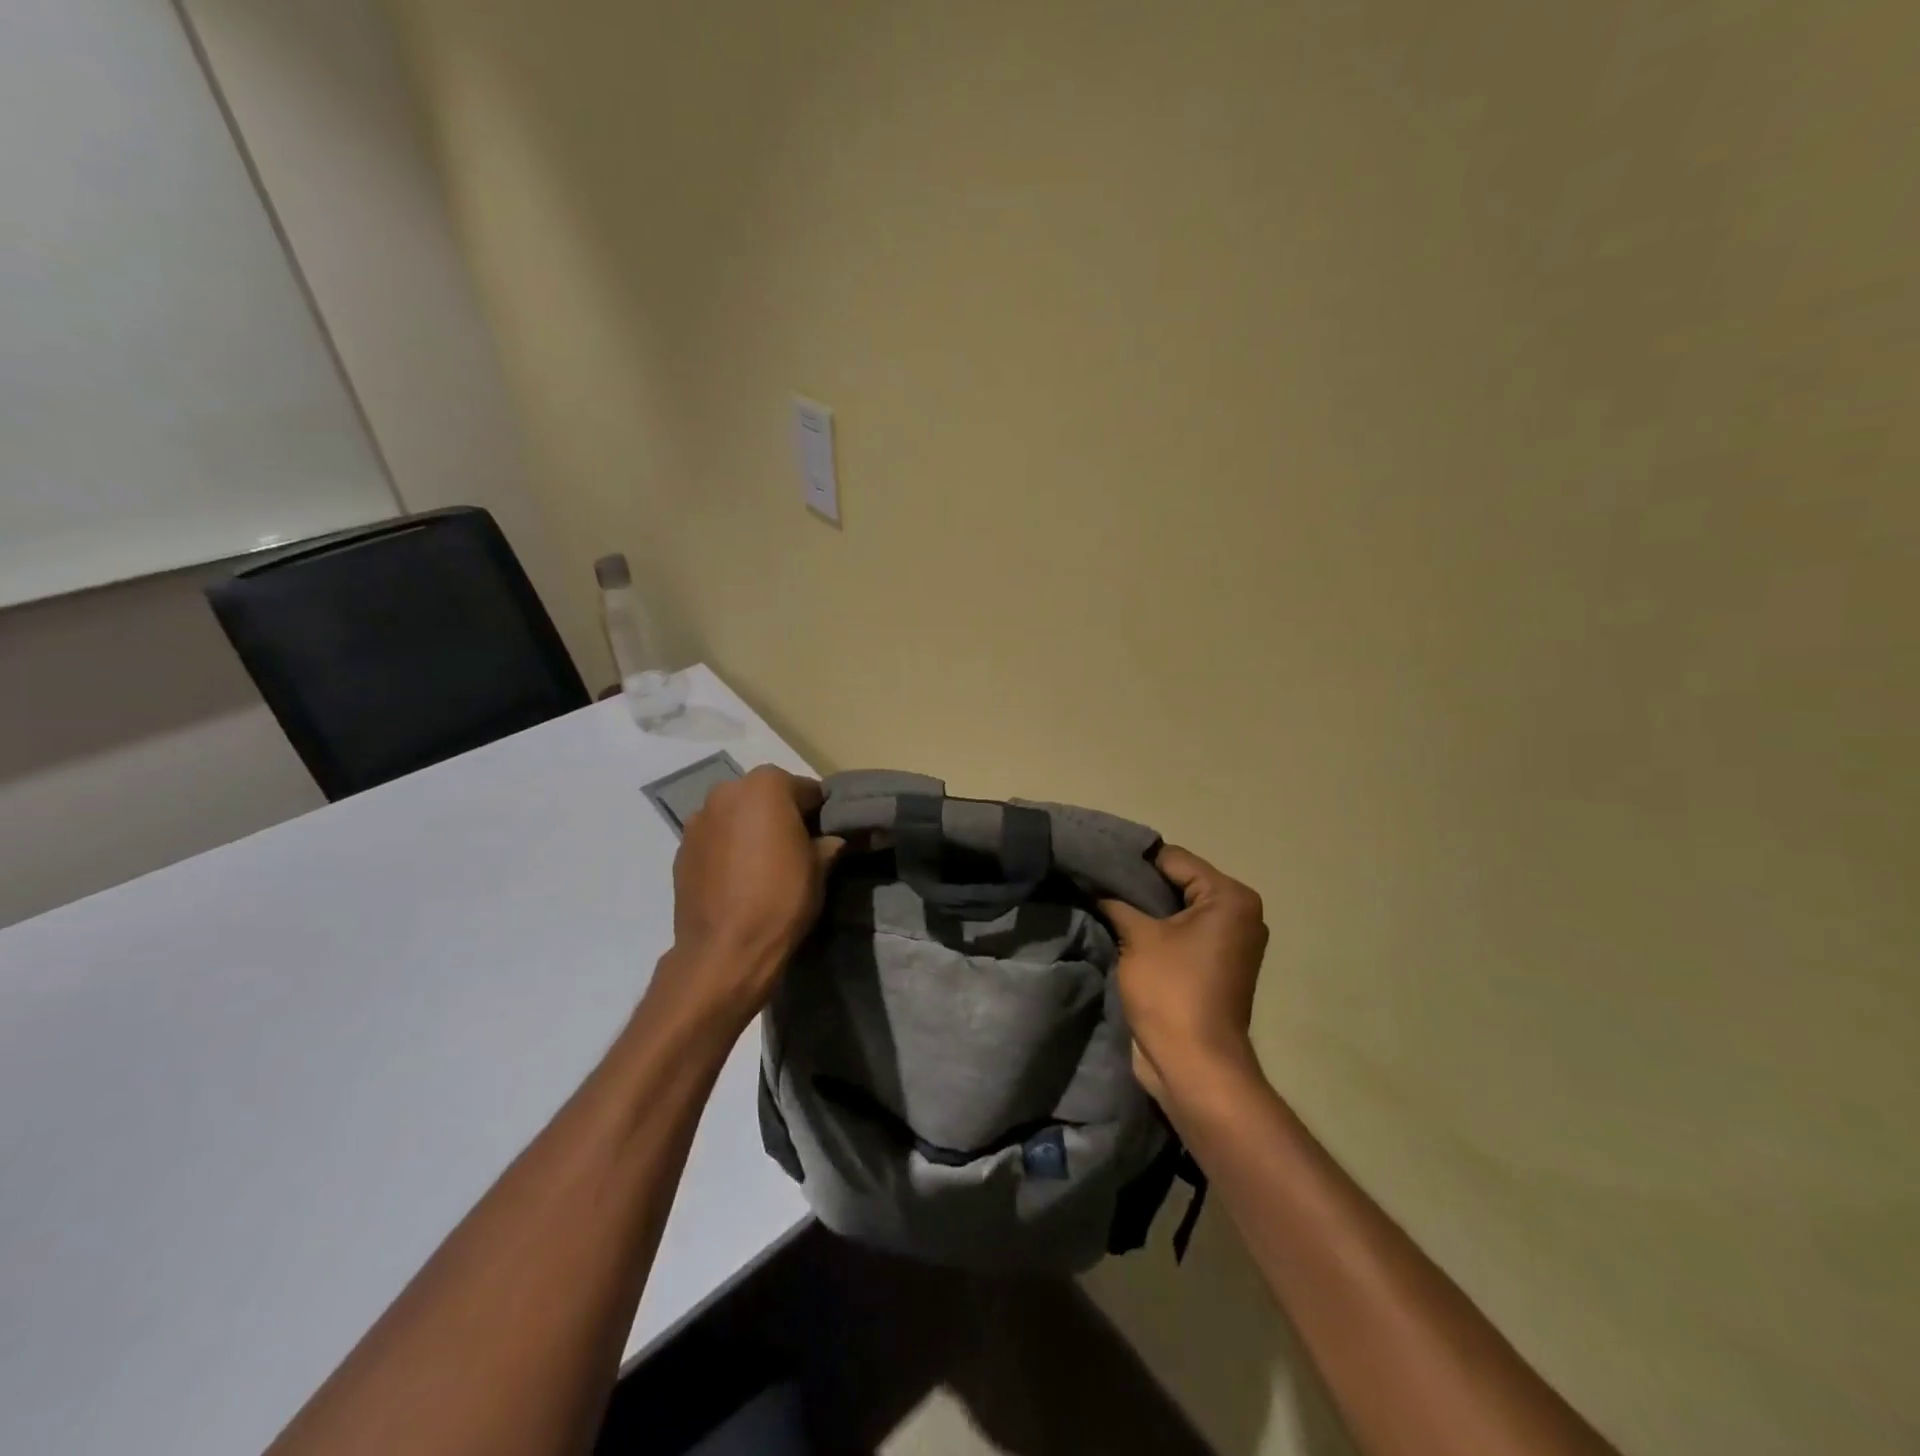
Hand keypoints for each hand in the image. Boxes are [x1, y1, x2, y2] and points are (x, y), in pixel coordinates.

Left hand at [653, 766, 843, 1029]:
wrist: (724, 951)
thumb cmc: (781, 900)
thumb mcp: (819, 870)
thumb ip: (826, 844)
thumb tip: (829, 841)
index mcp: (766, 786)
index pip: (806, 790)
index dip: (819, 813)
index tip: (824, 836)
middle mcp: (727, 791)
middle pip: (765, 796)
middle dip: (780, 816)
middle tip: (794, 849)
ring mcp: (699, 819)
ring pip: (736, 816)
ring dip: (750, 830)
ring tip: (762, 866)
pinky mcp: (681, 849)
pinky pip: (715, 839)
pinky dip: (727, 849)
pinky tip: (738, 879)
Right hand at [1100, 846, 1268, 1099]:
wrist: (1194, 1065)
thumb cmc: (1171, 991)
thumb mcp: (1138, 937)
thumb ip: (1115, 901)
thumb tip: (1092, 882)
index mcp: (1230, 898)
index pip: (1173, 859)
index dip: (1132, 860)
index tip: (1094, 861)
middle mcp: (1238, 914)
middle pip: (1177, 882)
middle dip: (1136, 885)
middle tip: (1093, 882)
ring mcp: (1229, 942)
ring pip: (1176, 909)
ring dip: (1143, 910)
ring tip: (1101, 903)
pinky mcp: (1215, 966)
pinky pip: (1181, 934)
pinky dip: (1155, 931)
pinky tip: (1119, 928)